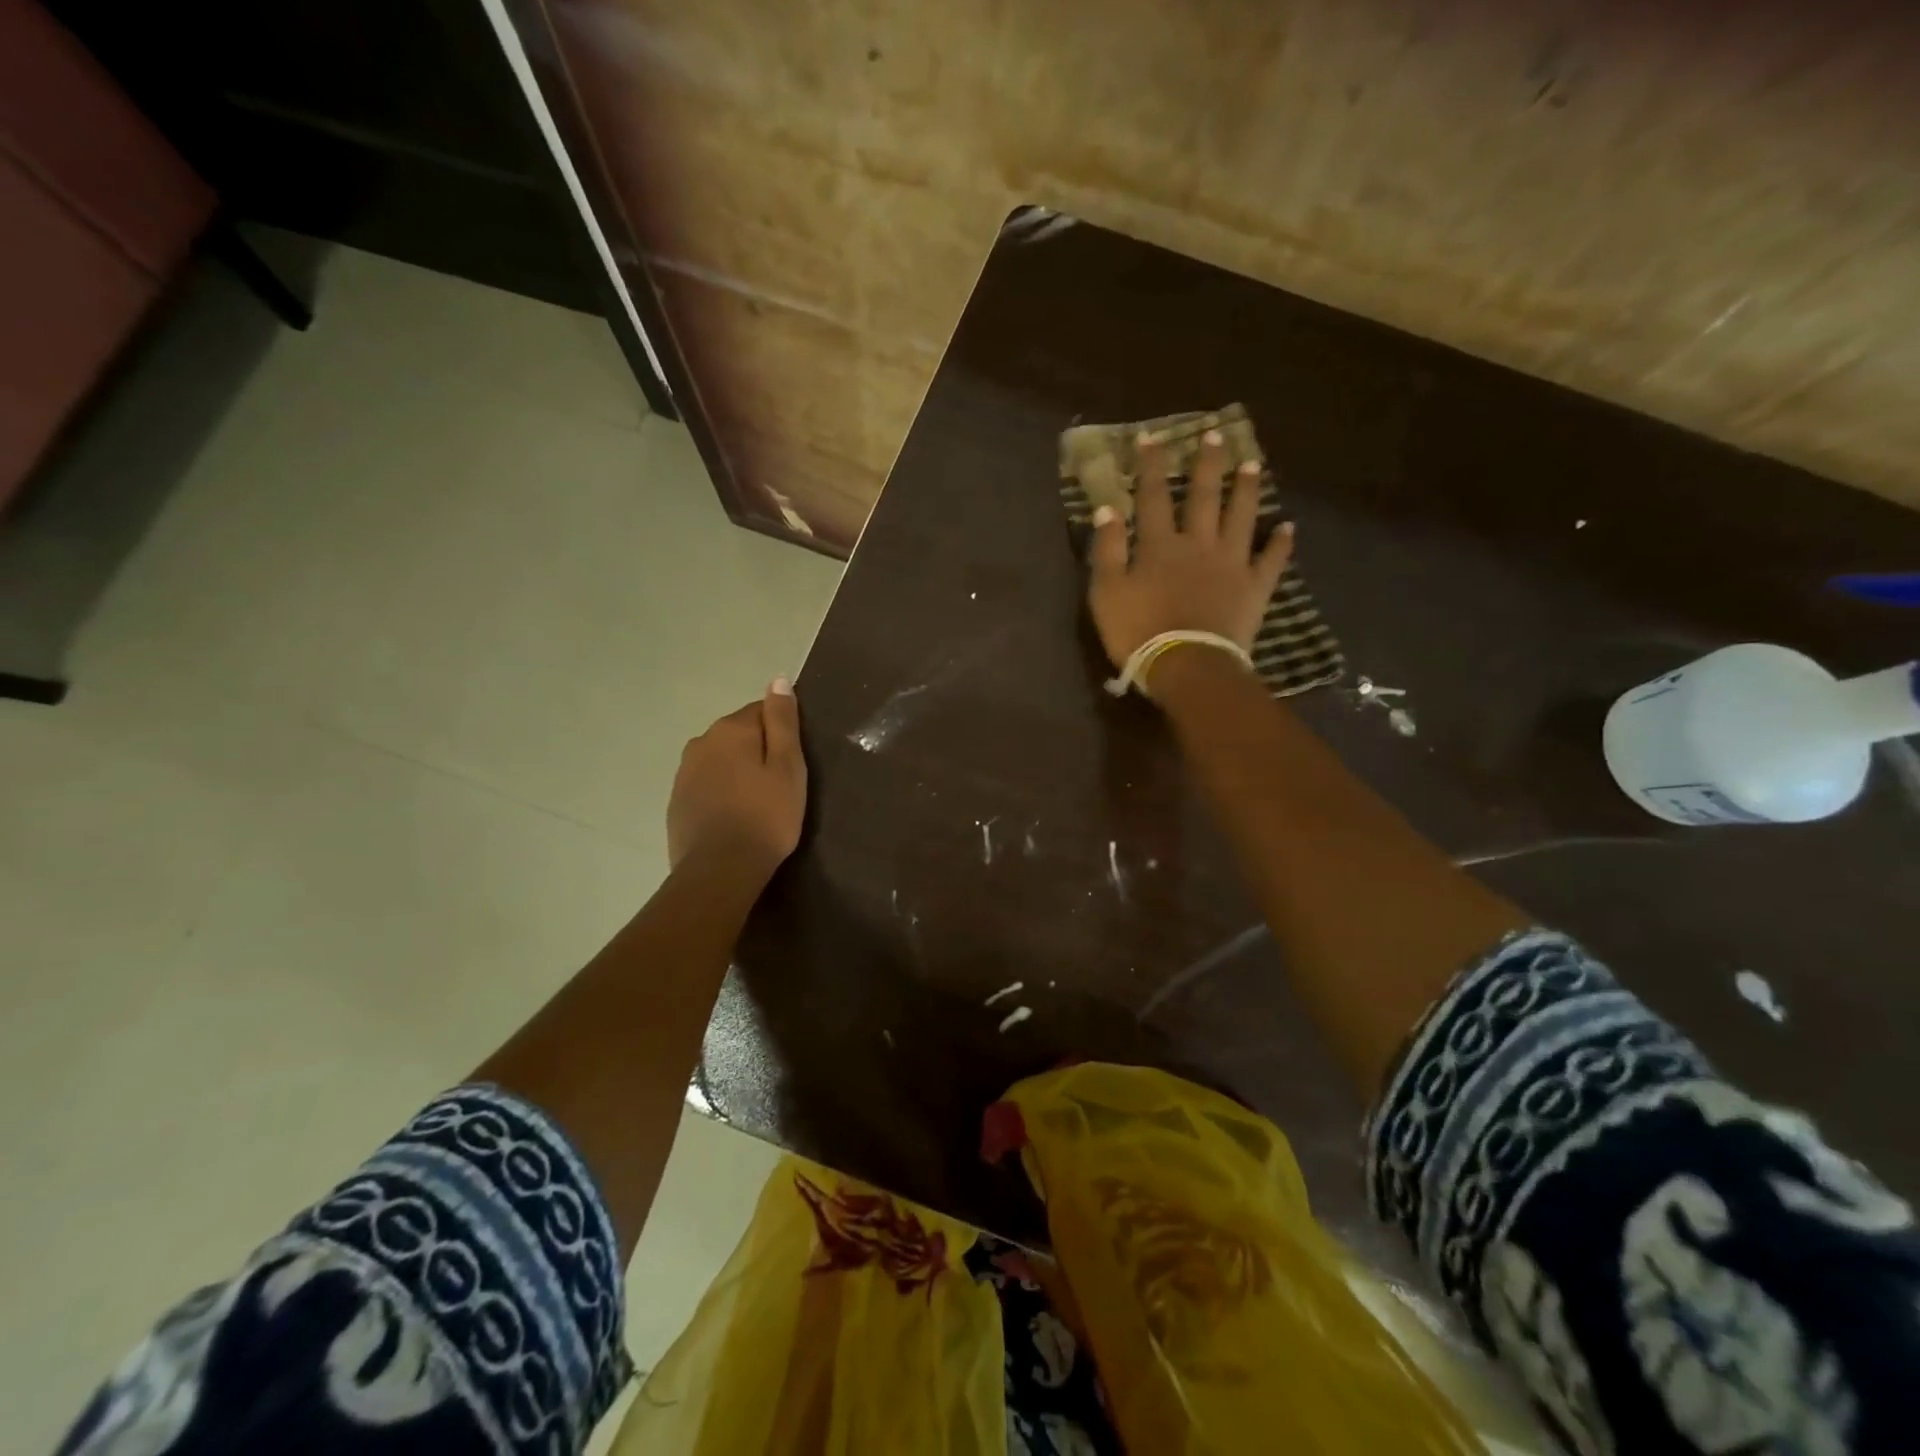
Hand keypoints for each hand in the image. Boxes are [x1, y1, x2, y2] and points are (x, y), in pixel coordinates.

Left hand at [666, 680, 807, 881]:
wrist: (720, 870)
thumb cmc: (766, 816)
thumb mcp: (788, 767)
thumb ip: (783, 721)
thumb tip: (779, 680)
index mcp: (731, 729)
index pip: (762, 711)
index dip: (782, 735)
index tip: (793, 763)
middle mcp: (701, 742)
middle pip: (739, 735)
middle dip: (758, 752)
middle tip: (779, 786)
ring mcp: (684, 772)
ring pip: (720, 760)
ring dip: (738, 772)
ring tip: (757, 804)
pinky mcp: (676, 801)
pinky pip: (706, 784)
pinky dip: (721, 793)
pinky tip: (734, 817)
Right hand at [1087, 429, 1293, 674]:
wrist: (1187, 665)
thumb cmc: (1138, 631)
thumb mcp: (1107, 592)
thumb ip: (1107, 550)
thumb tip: (1107, 509)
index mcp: (1160, 545)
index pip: (1153, 496)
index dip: (1151, 466)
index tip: (1153, 438)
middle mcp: (1199, 544)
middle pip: (1204, 497)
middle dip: (1207, 465)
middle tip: (1215, 435)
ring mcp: (1231, 564)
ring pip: (1241, 517)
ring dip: (1247, 490)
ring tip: (1252, 464)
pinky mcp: (1254, 588)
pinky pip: (1270, 560)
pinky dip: (1279, 543)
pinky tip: (1287, 527)